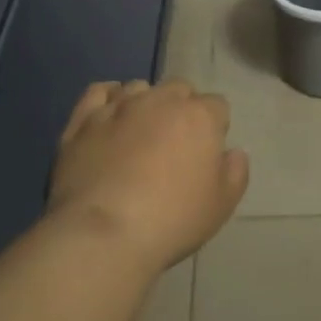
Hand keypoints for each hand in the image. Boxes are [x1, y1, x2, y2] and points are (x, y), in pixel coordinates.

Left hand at [50, 80, 248, 271]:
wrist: (103, 233)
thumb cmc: (172, 220)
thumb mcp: (221, 205)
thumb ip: (235, 172)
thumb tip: (234, 153)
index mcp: (199, 116)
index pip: (217, 106)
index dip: (215, 127)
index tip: (207, 154)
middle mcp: (160, 100)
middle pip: (179, 89)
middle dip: (182, 108)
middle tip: (175, 144)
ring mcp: (119, 106)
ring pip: (140, 87)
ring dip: (146, 103)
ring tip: (140, 133)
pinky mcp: (84, 119)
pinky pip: (99, 91)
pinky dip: (108, 97)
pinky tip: (110, 113)